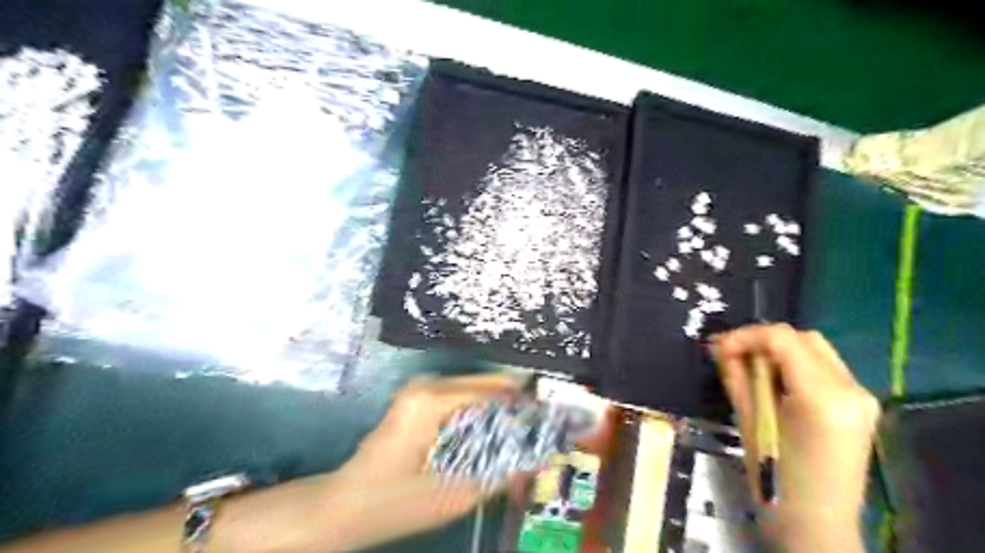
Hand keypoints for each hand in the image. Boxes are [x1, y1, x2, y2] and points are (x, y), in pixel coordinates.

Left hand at [327, 373, 525, 551]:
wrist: (342, 507)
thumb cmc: (390, 503)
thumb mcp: (450, 497)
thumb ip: (498, 476)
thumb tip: (538, 461)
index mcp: (431, 401)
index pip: (491, 392)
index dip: (522, 406)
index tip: (549, 422)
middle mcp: (427, 385)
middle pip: (485, 387)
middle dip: (514, 408)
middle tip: (540, 430)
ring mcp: (421, 391)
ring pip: (475, 392)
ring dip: (499, 412)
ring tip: (524, 434)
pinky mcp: (418, 401)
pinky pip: (461, 400)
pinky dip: (481, 415)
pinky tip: (495, 435)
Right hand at [713, 324, 881, 552]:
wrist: (817, 525)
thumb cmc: (777, 482)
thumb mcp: (750, 423)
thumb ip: (736, 377)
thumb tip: (719, 346)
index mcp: (823, 397)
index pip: (783, 339)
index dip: (745, 336)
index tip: (718, 347)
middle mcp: (851, 389)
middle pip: (802, 338)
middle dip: (762, 341)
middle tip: (732, 356)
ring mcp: (861, 397)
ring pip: (814, 349)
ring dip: (778, 351)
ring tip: (749, 369)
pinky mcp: (859, 405)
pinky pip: (822, 367)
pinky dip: (793, 365)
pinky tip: (773, 382)